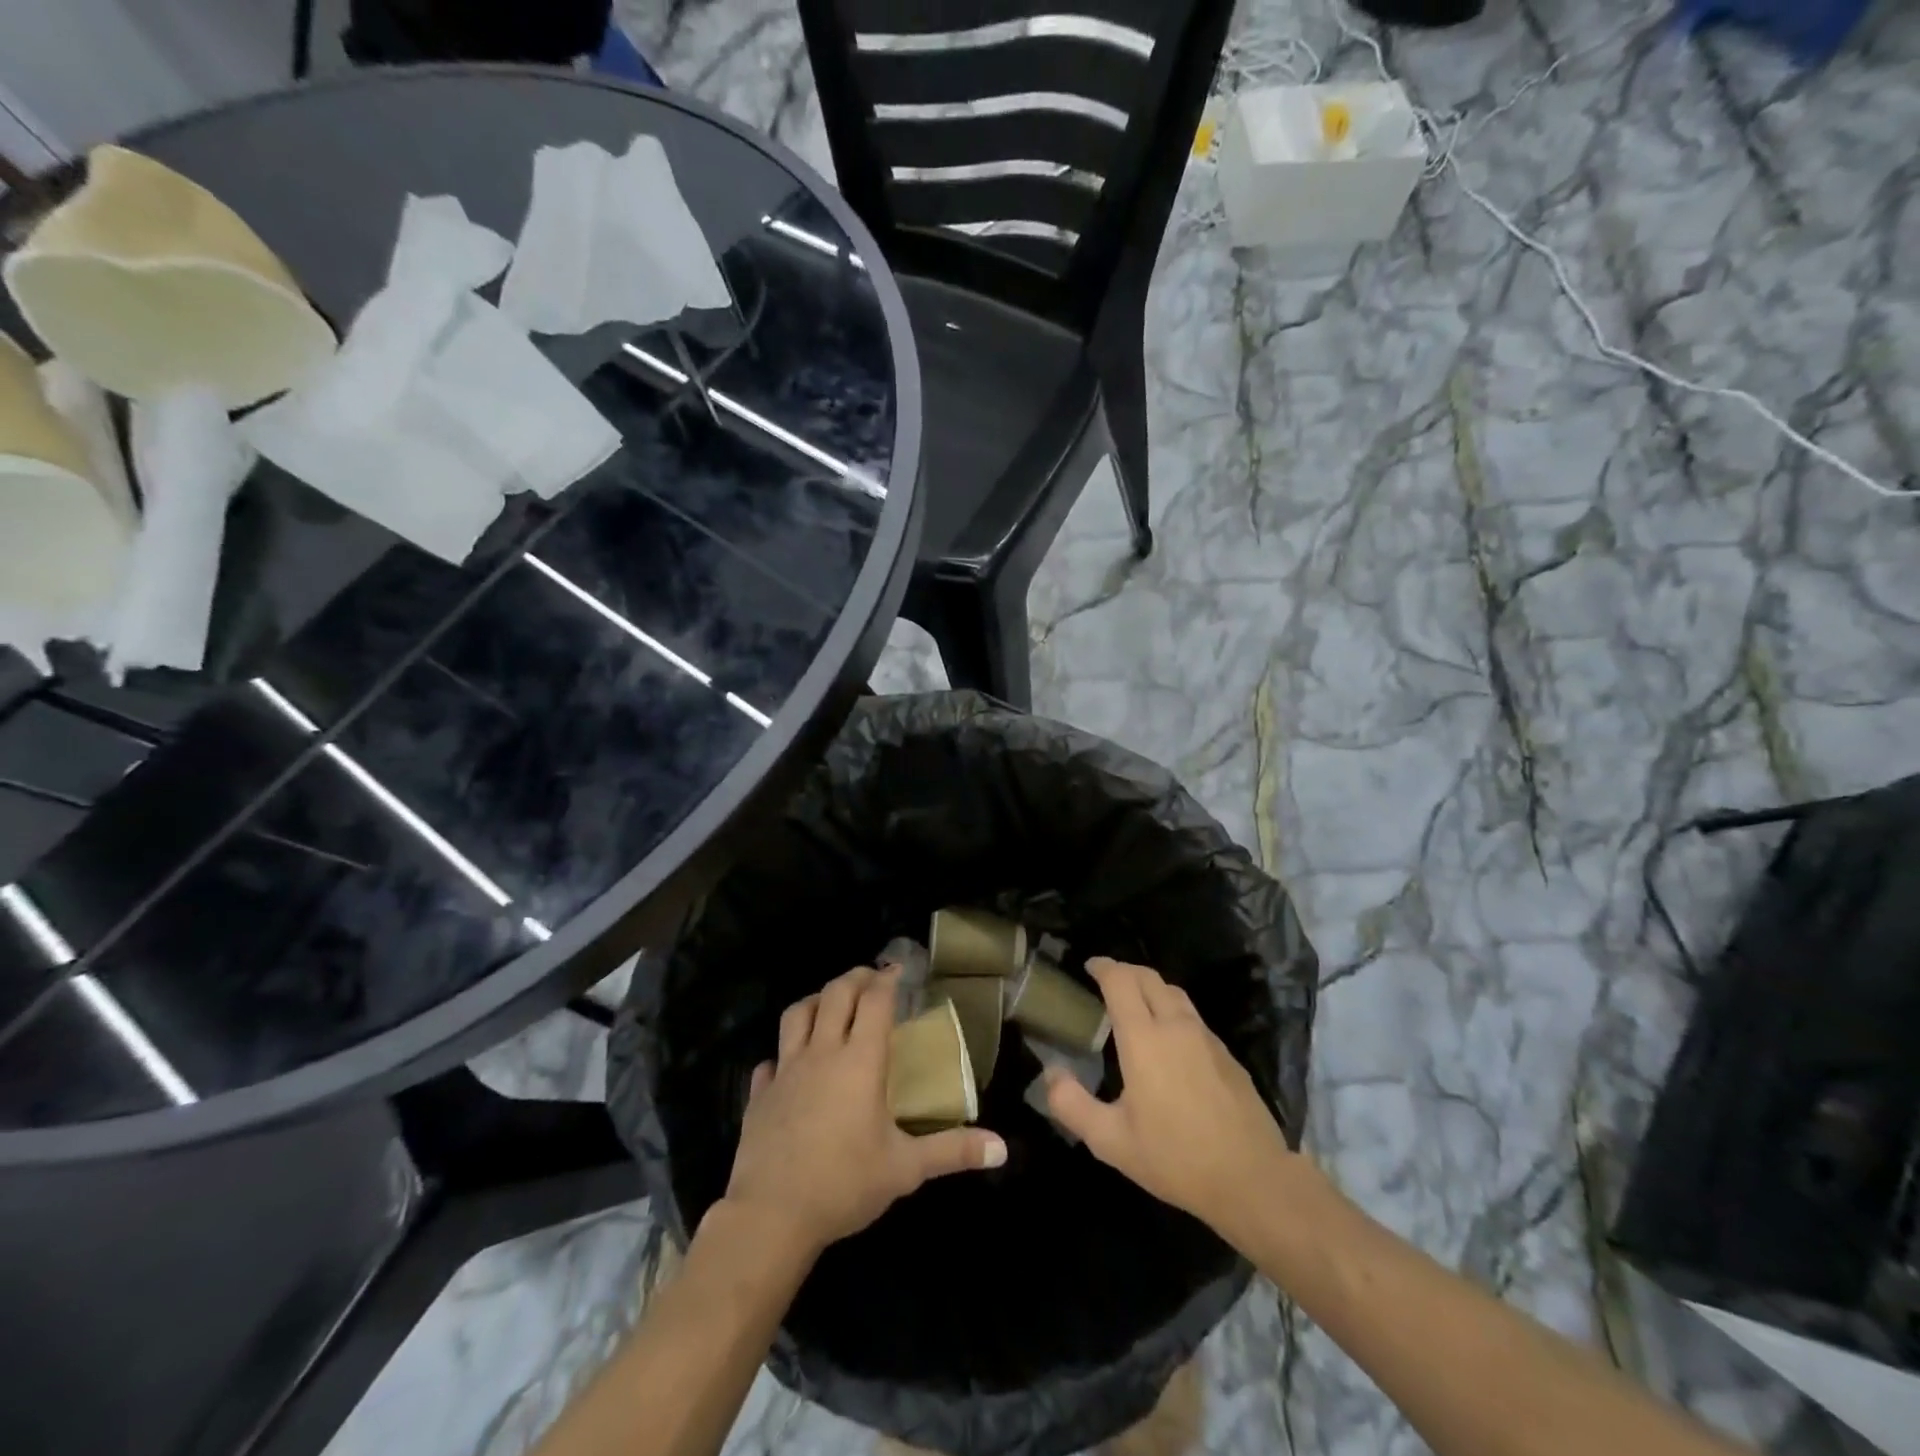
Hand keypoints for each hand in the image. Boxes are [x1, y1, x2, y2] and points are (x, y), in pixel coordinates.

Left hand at [722, 966, 1007, 1260]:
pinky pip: (769, 1061)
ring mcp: (785, 1071)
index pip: (874, 1001)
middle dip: (855, 978)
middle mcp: (821, 1053)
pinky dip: (781, 1054)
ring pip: (796, 1014)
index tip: (899, 969)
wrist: (772, 1216)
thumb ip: (953, 1151)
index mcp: (859, 1061)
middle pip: (835, 994)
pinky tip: (787, 1066)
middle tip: (871, 978)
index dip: (887, 979)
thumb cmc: (844, 1184)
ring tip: (830, 1005)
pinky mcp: (759, 1095)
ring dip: (816, 1001)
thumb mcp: (906, 1168)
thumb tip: (1002, 1148)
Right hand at [1044, 958, 1293, 1242]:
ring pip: (1175, 993)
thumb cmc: (1176, 1158)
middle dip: (1125, 971)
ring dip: (1151, 988)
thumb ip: (1072, 1105)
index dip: (1103, 967)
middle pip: (1149, 977)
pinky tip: (1169, 1040)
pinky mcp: (1227, 1055)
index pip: (1121, 981)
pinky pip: (1193, 1017)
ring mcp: (1206, 1038)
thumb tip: (1050, 1075)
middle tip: (1106, 981)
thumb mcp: (1111, 1142)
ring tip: (1135, 1005)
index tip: (1089, 967)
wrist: (1253, 1179)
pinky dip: (1173, 1011)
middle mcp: (1176, 1026)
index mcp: (1144, 1039)